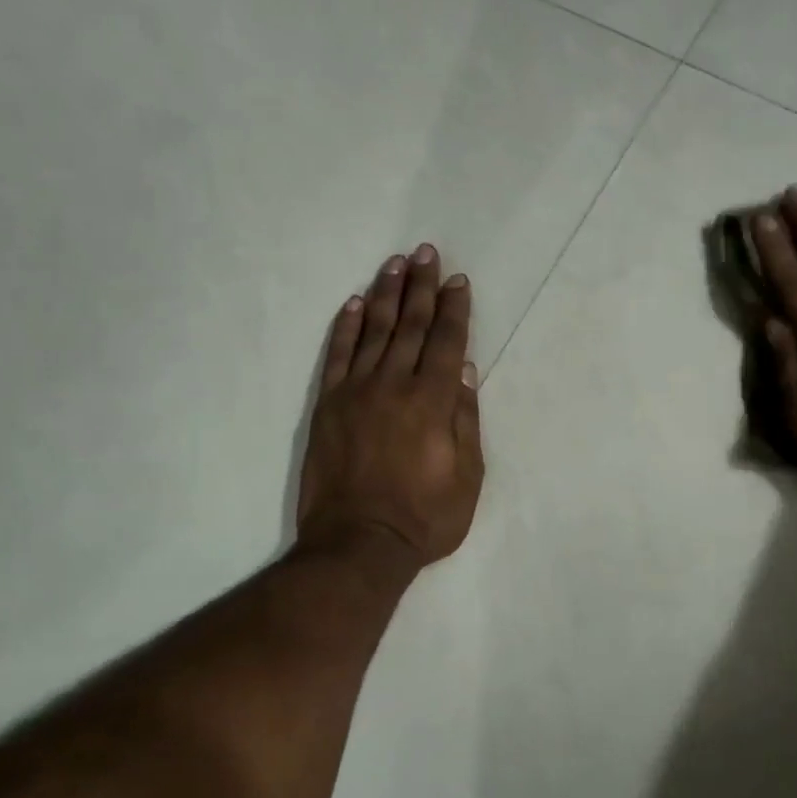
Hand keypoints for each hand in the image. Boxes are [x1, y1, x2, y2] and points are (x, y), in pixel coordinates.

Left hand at [297, 245, 484, 568]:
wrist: (358, 544)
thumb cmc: (425, 517)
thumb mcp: (468, 477)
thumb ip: (466, 419)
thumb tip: (464, 369)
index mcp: (433, 401)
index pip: (447, 341)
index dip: (455, 309)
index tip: (459, 281)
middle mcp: (394, 385)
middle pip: (411, 325)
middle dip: (422, 286)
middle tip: (427, 253)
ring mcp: (356, 392)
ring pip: (375, 331)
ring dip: (386, 294)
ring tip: (395, 263)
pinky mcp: (328, 405)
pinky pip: (338, 355)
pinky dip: (347, 327)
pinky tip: (356, 304)